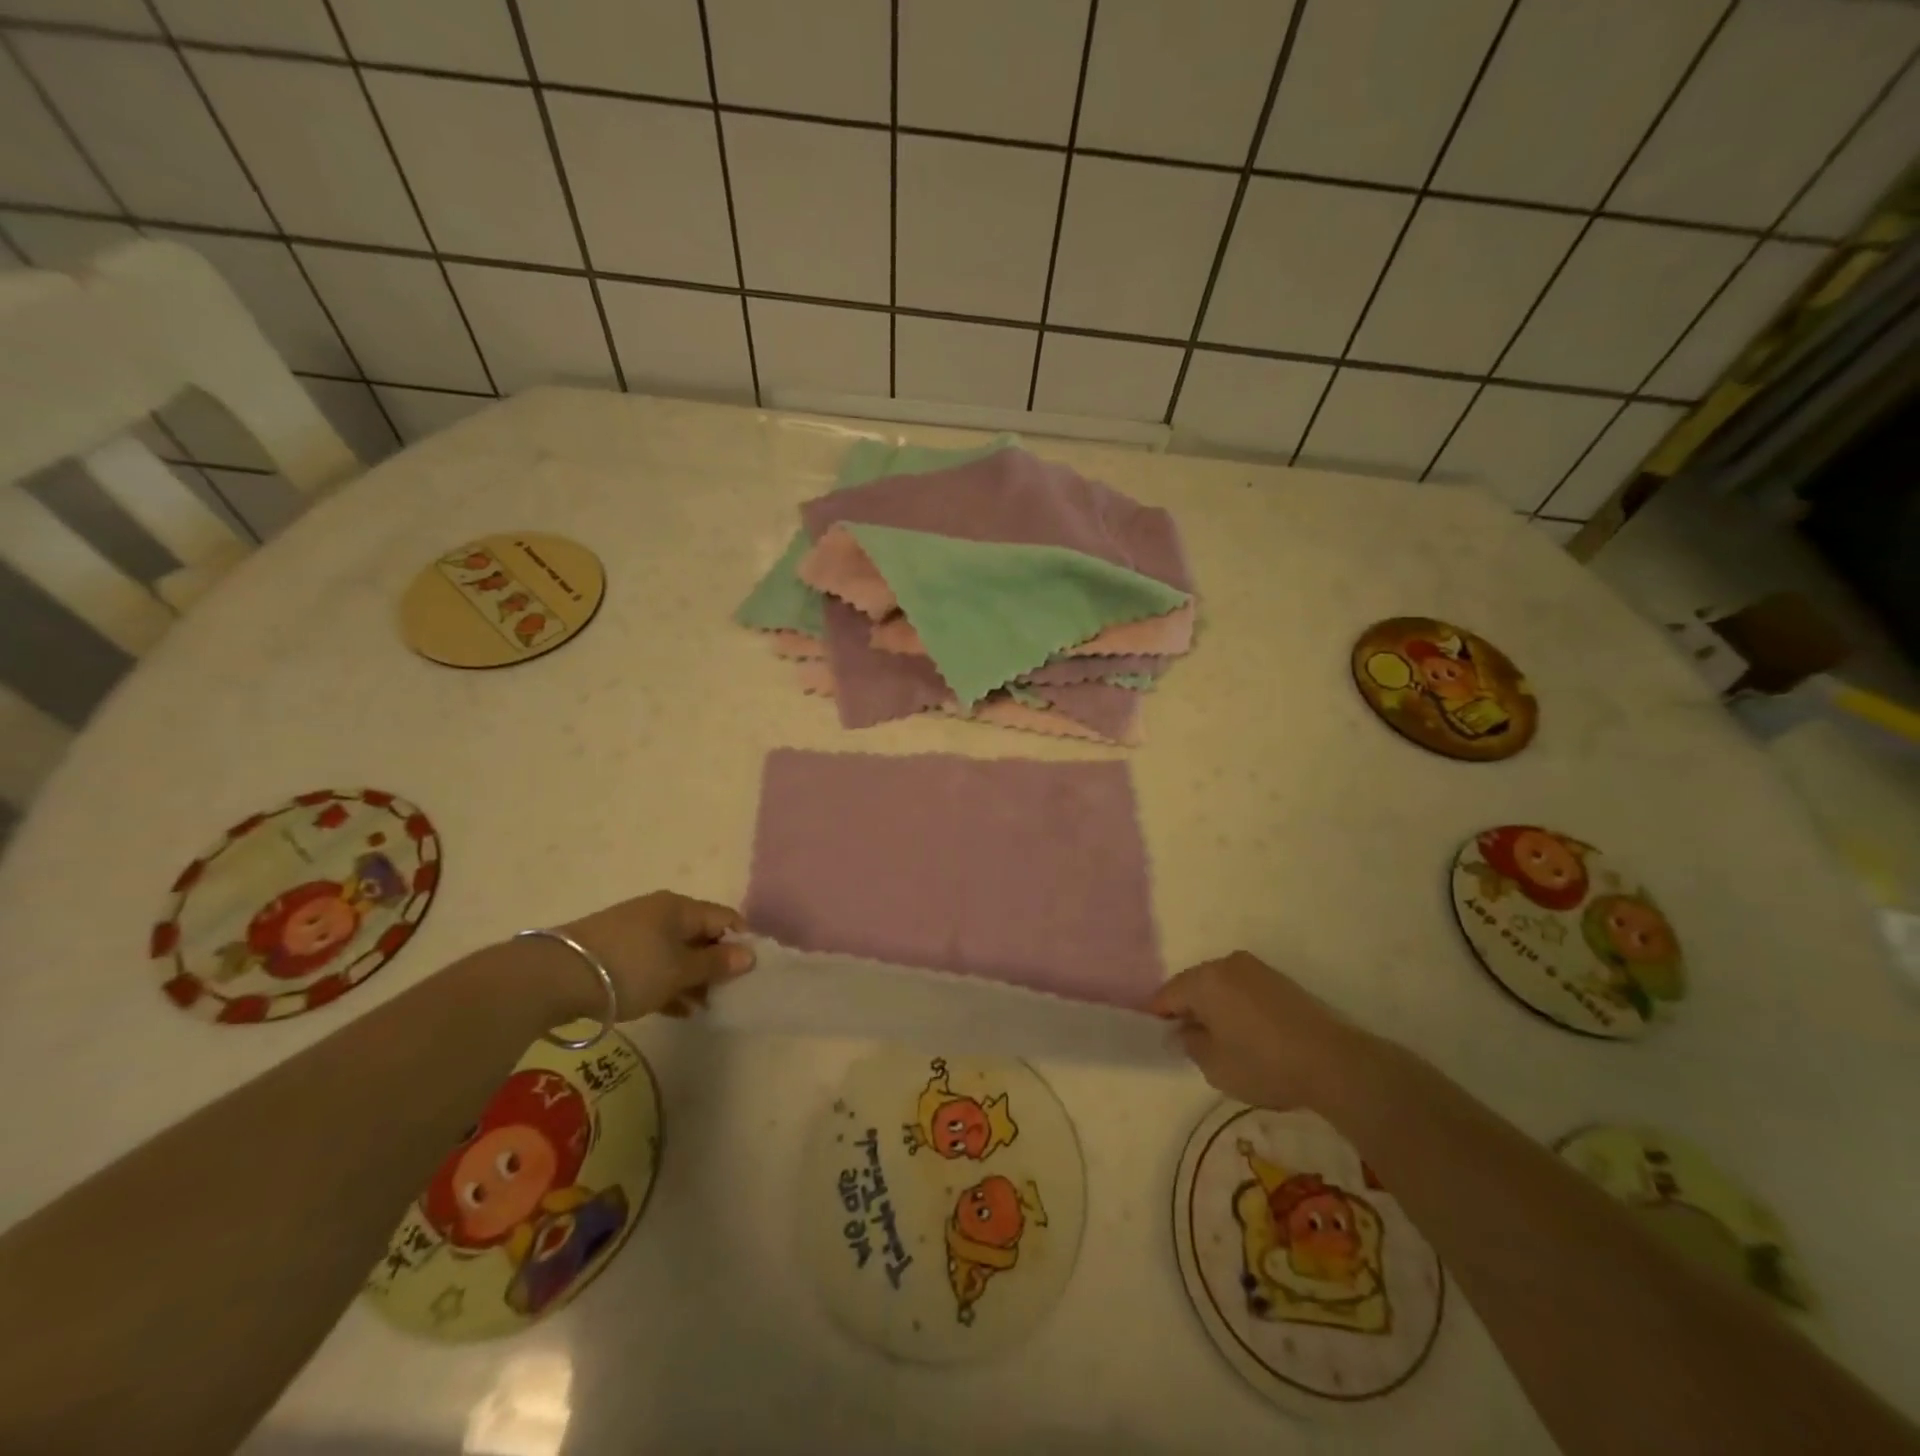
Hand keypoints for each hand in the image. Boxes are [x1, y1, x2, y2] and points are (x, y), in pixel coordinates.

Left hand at [559, 891, 754, 1018]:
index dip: (741, 941)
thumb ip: (716, 964)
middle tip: (726, 994)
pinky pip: (653, 966)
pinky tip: (677, 1010)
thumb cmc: (631, 968)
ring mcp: (635, 933)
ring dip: (692, 979)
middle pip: (700, 936)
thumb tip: (750, 955)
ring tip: (703, 1008)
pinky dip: (668, 984)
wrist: (556, 977)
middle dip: (715, 964)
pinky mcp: (614, 954)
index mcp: (680, 908)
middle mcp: (660, 913)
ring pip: (676, 954)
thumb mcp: (679, 970)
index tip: (750, 972)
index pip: (724, 918)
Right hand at [1149, 951, 1374, 1112]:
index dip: (1158, 1016)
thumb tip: (1180, 1032)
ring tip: (1219, 1038)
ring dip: (1214, 1006)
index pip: (1167, 994)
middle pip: (1193, 984)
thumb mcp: (1215, 1066)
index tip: (1159, 1036)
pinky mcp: (1279, 979)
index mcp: (1204, 980)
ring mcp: (1255, 969)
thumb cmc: (1263, 1064)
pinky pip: (1242, 988)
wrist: (1332, 1062)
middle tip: (1188, 1040)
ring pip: (1219, 985)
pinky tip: (1245, 1031)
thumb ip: (1189, 1044)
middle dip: (1187, 1008)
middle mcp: (1226, 964)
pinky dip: (1236, 1005)